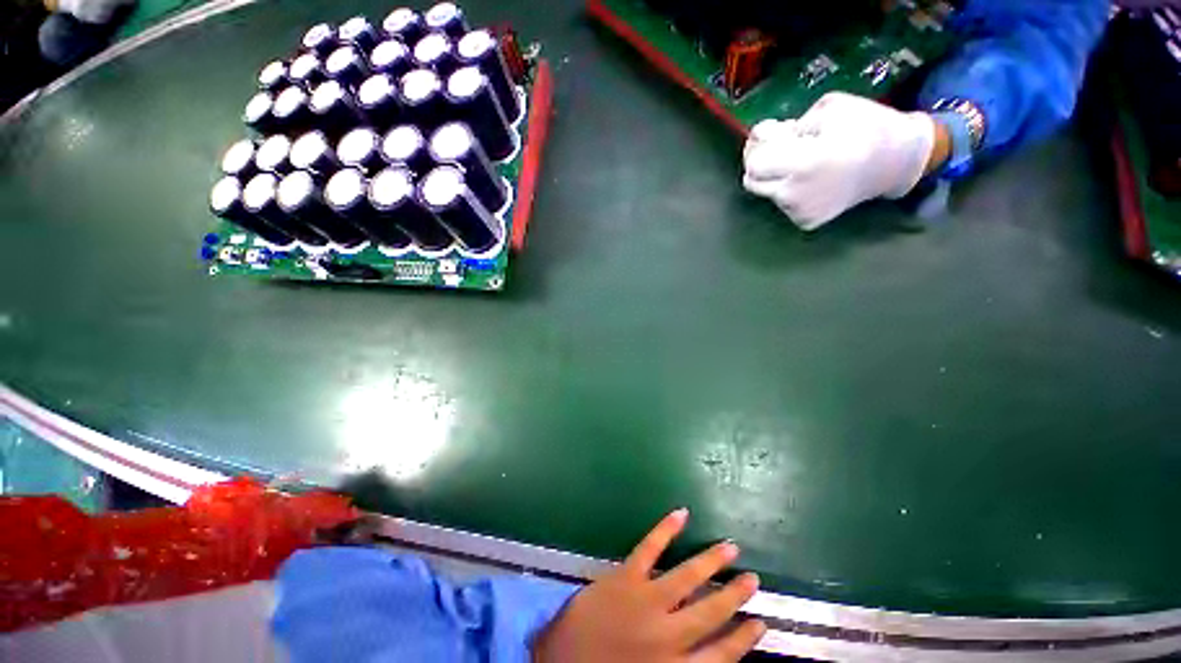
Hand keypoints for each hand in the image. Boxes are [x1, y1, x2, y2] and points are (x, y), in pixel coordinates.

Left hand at [532, 509, 764, 662]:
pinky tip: (681, 514)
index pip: (722, 657)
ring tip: (730, 547)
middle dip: (734, 595)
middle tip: (752, 578)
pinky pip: (649, 548)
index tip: (761, 624)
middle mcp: (668, 635)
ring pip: (688, 577)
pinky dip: (666, 529)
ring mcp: (646, 601)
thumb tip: (704, 655)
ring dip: (711, 561)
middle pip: (711, 612)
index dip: (744, 640)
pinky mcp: (625, 576)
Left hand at [742, 92, 937, 230]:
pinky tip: (811, 179)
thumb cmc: (866, 127)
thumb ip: (788, 126)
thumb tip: (761, 139)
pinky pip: (783, 204)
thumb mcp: (827, 109)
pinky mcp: (806, 222)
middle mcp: (795, 194)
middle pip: (752, 183)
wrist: (896, 162)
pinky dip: (789, 191)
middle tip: (777, 148)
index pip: (754, 165)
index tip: (768, 136)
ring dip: (776, 177)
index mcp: (803, 164)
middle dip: (760, 164)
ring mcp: (800, 212)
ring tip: (803, 162)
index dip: (756, 148)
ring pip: (768, 193)